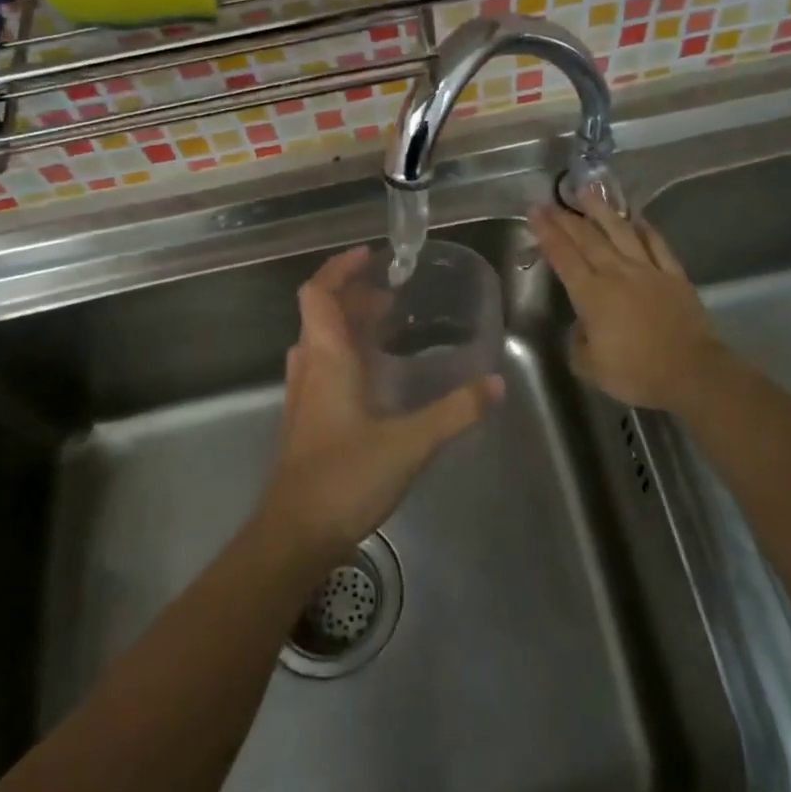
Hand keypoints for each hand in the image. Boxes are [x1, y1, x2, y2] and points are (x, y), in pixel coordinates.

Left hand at [259, 246, 503, 564]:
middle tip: (393, 293)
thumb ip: (455, 412)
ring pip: (321, 341)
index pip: (318, 294)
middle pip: (321, 314)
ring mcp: (305, 396)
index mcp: (327, 360)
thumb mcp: (410, 443)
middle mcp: (310, 368)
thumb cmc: (344, 478)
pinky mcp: (308, 420)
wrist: (295, 534)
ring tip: (389, 324)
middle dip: (354, 295)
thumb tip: (495, 383)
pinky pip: (324, 367)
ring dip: (349, 324)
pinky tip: (377, 374)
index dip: (339, 269)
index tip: (370, 256)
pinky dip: (347, 353)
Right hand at [532, 200, 734, 413]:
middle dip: (565, 218)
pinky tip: (636, 217)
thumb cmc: (636, 373)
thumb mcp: (590, 367)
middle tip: (550, 201)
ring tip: (587, 191)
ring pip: (620, 232)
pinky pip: (657, 244)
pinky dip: (645, 229)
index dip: (547, 233)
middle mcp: (616, 273)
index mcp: (591, 294)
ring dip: (601, 210)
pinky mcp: (673, 275)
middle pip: (587, 238)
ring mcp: (648, 270)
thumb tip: (581, 326)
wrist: (692, 372)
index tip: (534, 211)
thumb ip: (578, 342)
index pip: (563, 256)